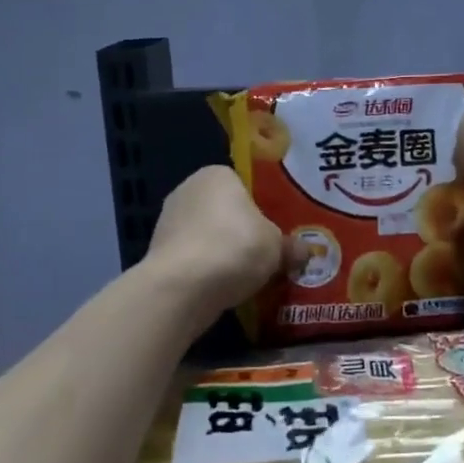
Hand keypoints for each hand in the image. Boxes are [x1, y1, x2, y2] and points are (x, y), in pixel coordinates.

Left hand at [145, 166, 284, 309]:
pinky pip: (194, 258)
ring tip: (248, 276)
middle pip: (225, 211)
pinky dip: (207, 270)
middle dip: (243, 231)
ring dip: (224, 252)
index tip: (277, 231)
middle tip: (266, 254)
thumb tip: (305, 251)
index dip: (263, 208)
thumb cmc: (236, 247)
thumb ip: (291, 246)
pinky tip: (224, 288)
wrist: (183, 287)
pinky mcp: (158, 253)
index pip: (244, 185)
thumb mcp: (277, 246)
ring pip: (208, 236)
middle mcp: (188, 189)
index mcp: (217, 174)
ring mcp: (168, 222)